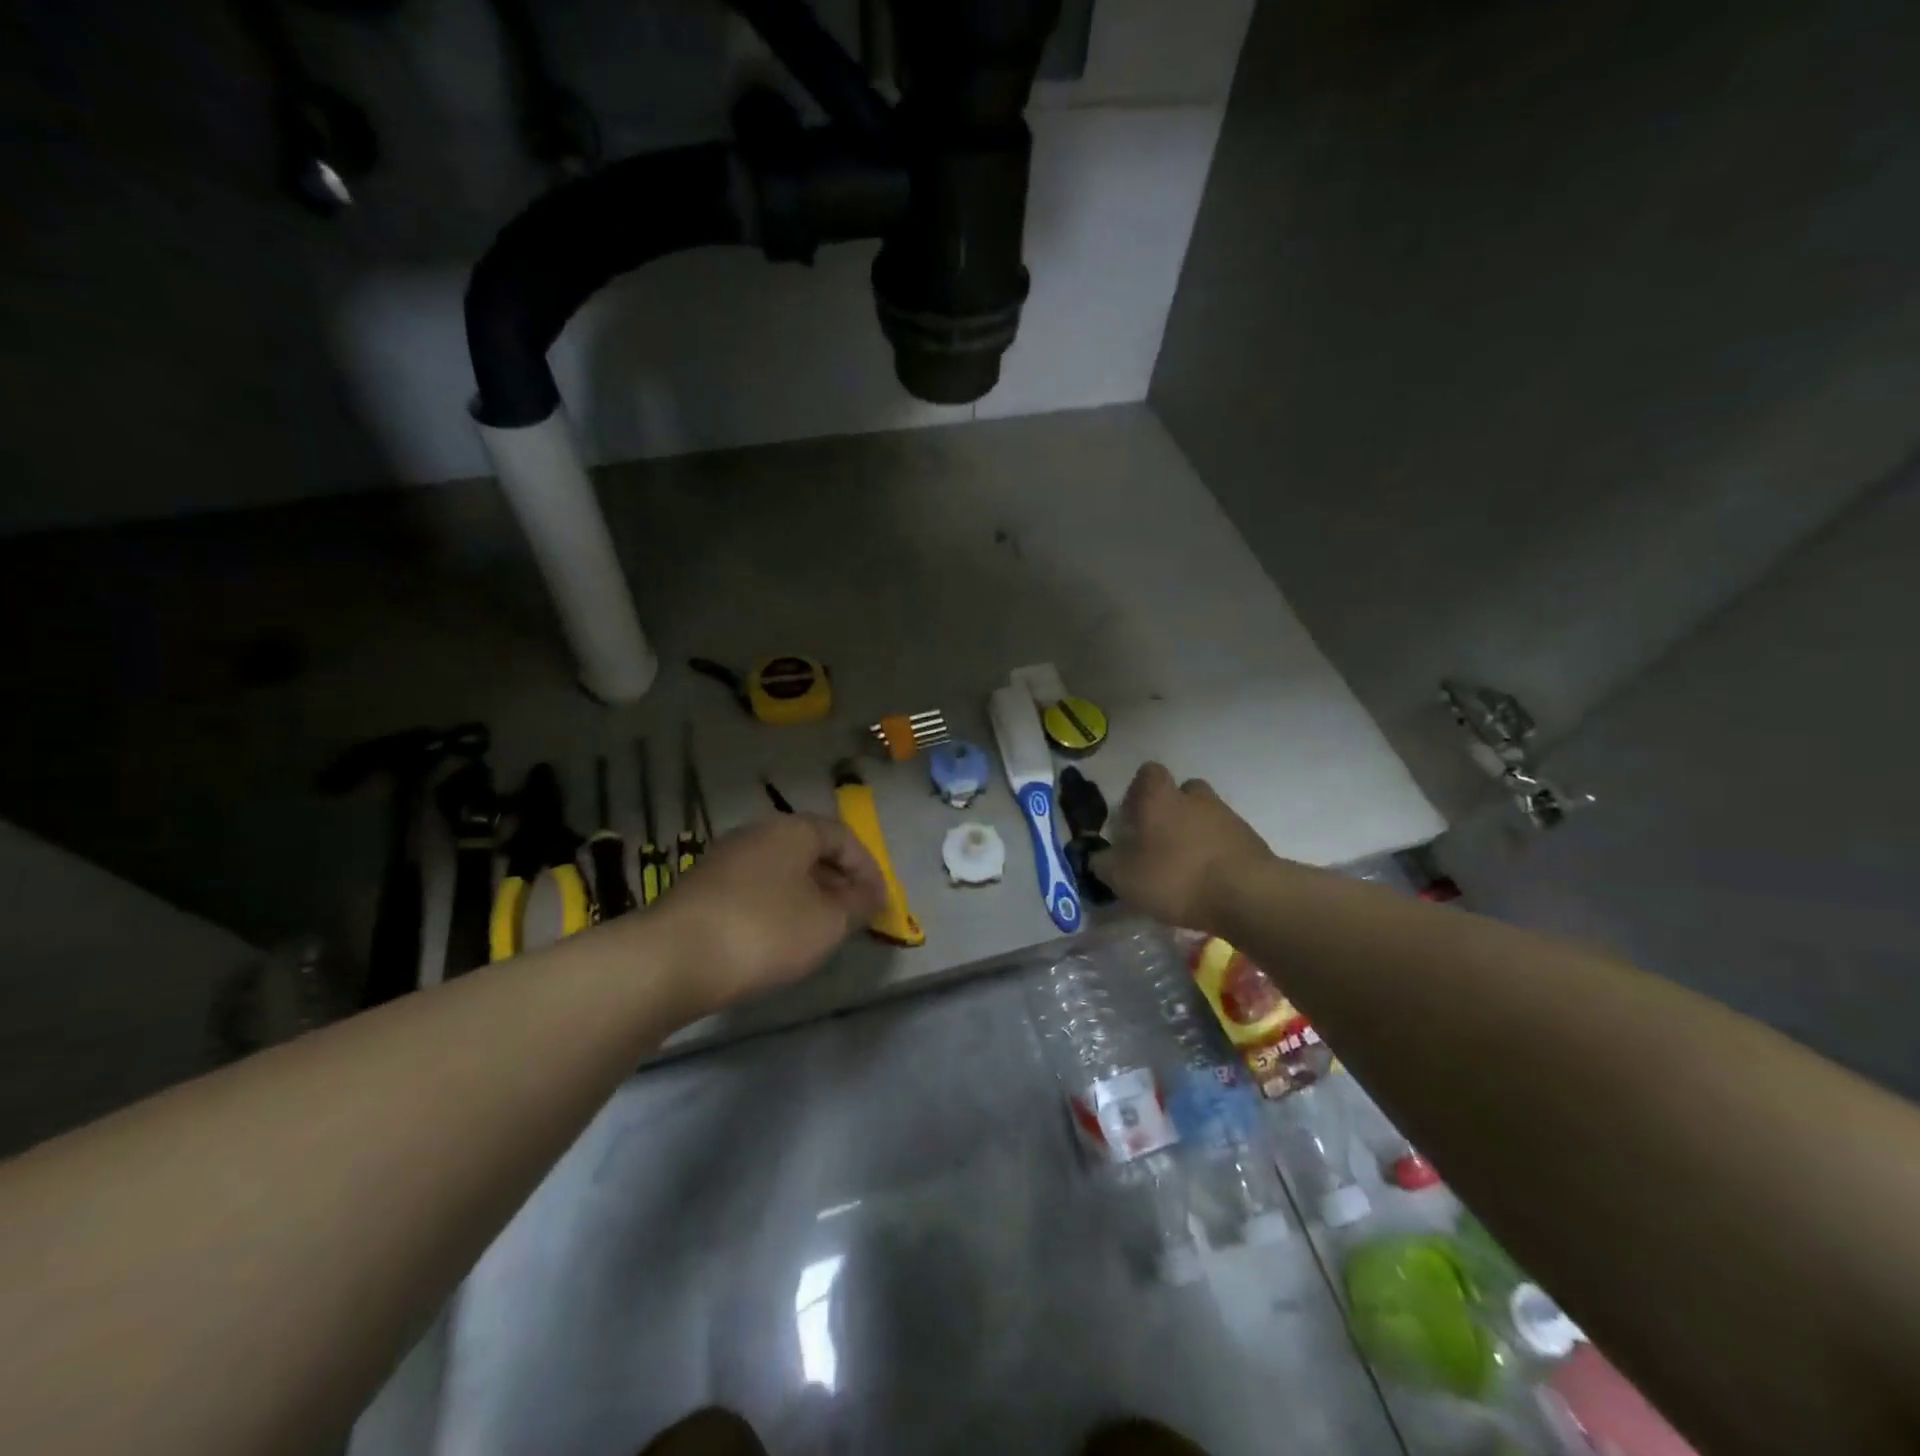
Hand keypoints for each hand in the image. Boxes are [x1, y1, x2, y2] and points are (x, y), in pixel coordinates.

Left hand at [655, 813, 886, 1014]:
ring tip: (820, 931)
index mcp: (792, 830)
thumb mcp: (828, 922)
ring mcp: (724, 861)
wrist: (671, 960)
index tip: (880, 905)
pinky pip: (755, 890)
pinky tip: (778, 940)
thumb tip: (870, 895)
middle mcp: (757, 834)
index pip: (843, 837)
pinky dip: (777, 907)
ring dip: (808, 896)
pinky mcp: (701, 890)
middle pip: (810, 851)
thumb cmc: (764, 931)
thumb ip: (858, 905)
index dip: (868, 869)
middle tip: (854, 917)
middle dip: (838, 882)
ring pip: (781, 871)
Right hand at [1091, 762, 1271, 931]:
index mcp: (1160, 798)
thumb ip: (1105, 865)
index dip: (1138, 791)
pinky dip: (1216, 852)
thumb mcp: (1125, 878)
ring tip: (1184, 865)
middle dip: (1170, 809)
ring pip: (1206, 814)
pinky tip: (1208, 880)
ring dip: (1195, 832)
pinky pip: (1226, 838)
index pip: (1148, 773)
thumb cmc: (1176, 877)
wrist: (1247, 895)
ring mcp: (1227, 817)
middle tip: (1158, 840)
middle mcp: (1194, 798)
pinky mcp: (1251, 840)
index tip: (1131, 817)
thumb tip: (1098, 857)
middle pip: (1181, 791)